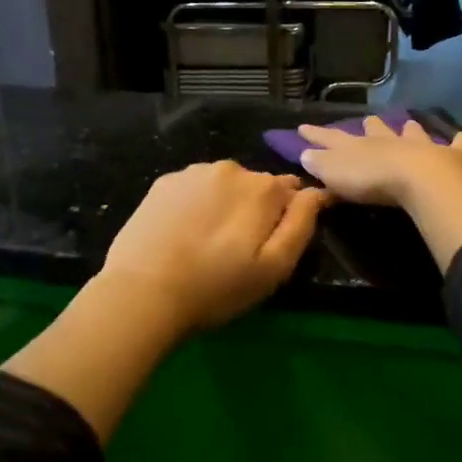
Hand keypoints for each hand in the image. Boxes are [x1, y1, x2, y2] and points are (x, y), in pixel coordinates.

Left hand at [100, 161, 328, 333]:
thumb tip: (319, 192)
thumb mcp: (274, 268)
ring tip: (208, 243)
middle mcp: (232, 168)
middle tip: (239, 251)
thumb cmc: (217, 287)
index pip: (293, 192)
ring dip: (225, 205)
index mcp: (264, 188)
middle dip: (256, 210)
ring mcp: (194, 172)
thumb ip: (301, 224)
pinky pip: (194, 188)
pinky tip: (183, 233)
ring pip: (224, 185)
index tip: (274, 243)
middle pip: (257, 186)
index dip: (288, 217)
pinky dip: (196, 204)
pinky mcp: (163, 182)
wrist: (142, 293)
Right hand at [295, 116, 461, 207]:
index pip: (332, 139)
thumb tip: (304, 154)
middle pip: (376, 130)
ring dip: (409, 129)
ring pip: (413, 133)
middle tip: (367, 122)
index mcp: (359, 147)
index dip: (317, 134)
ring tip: (408, 124)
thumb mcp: (336, 174)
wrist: (421, 180)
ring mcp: (421, 146)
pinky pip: (459, 145)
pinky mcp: (451, 156)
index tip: (303, 127)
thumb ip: (320, 164)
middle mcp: (389, 141)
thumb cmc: (373, 180)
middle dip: (370, 127)